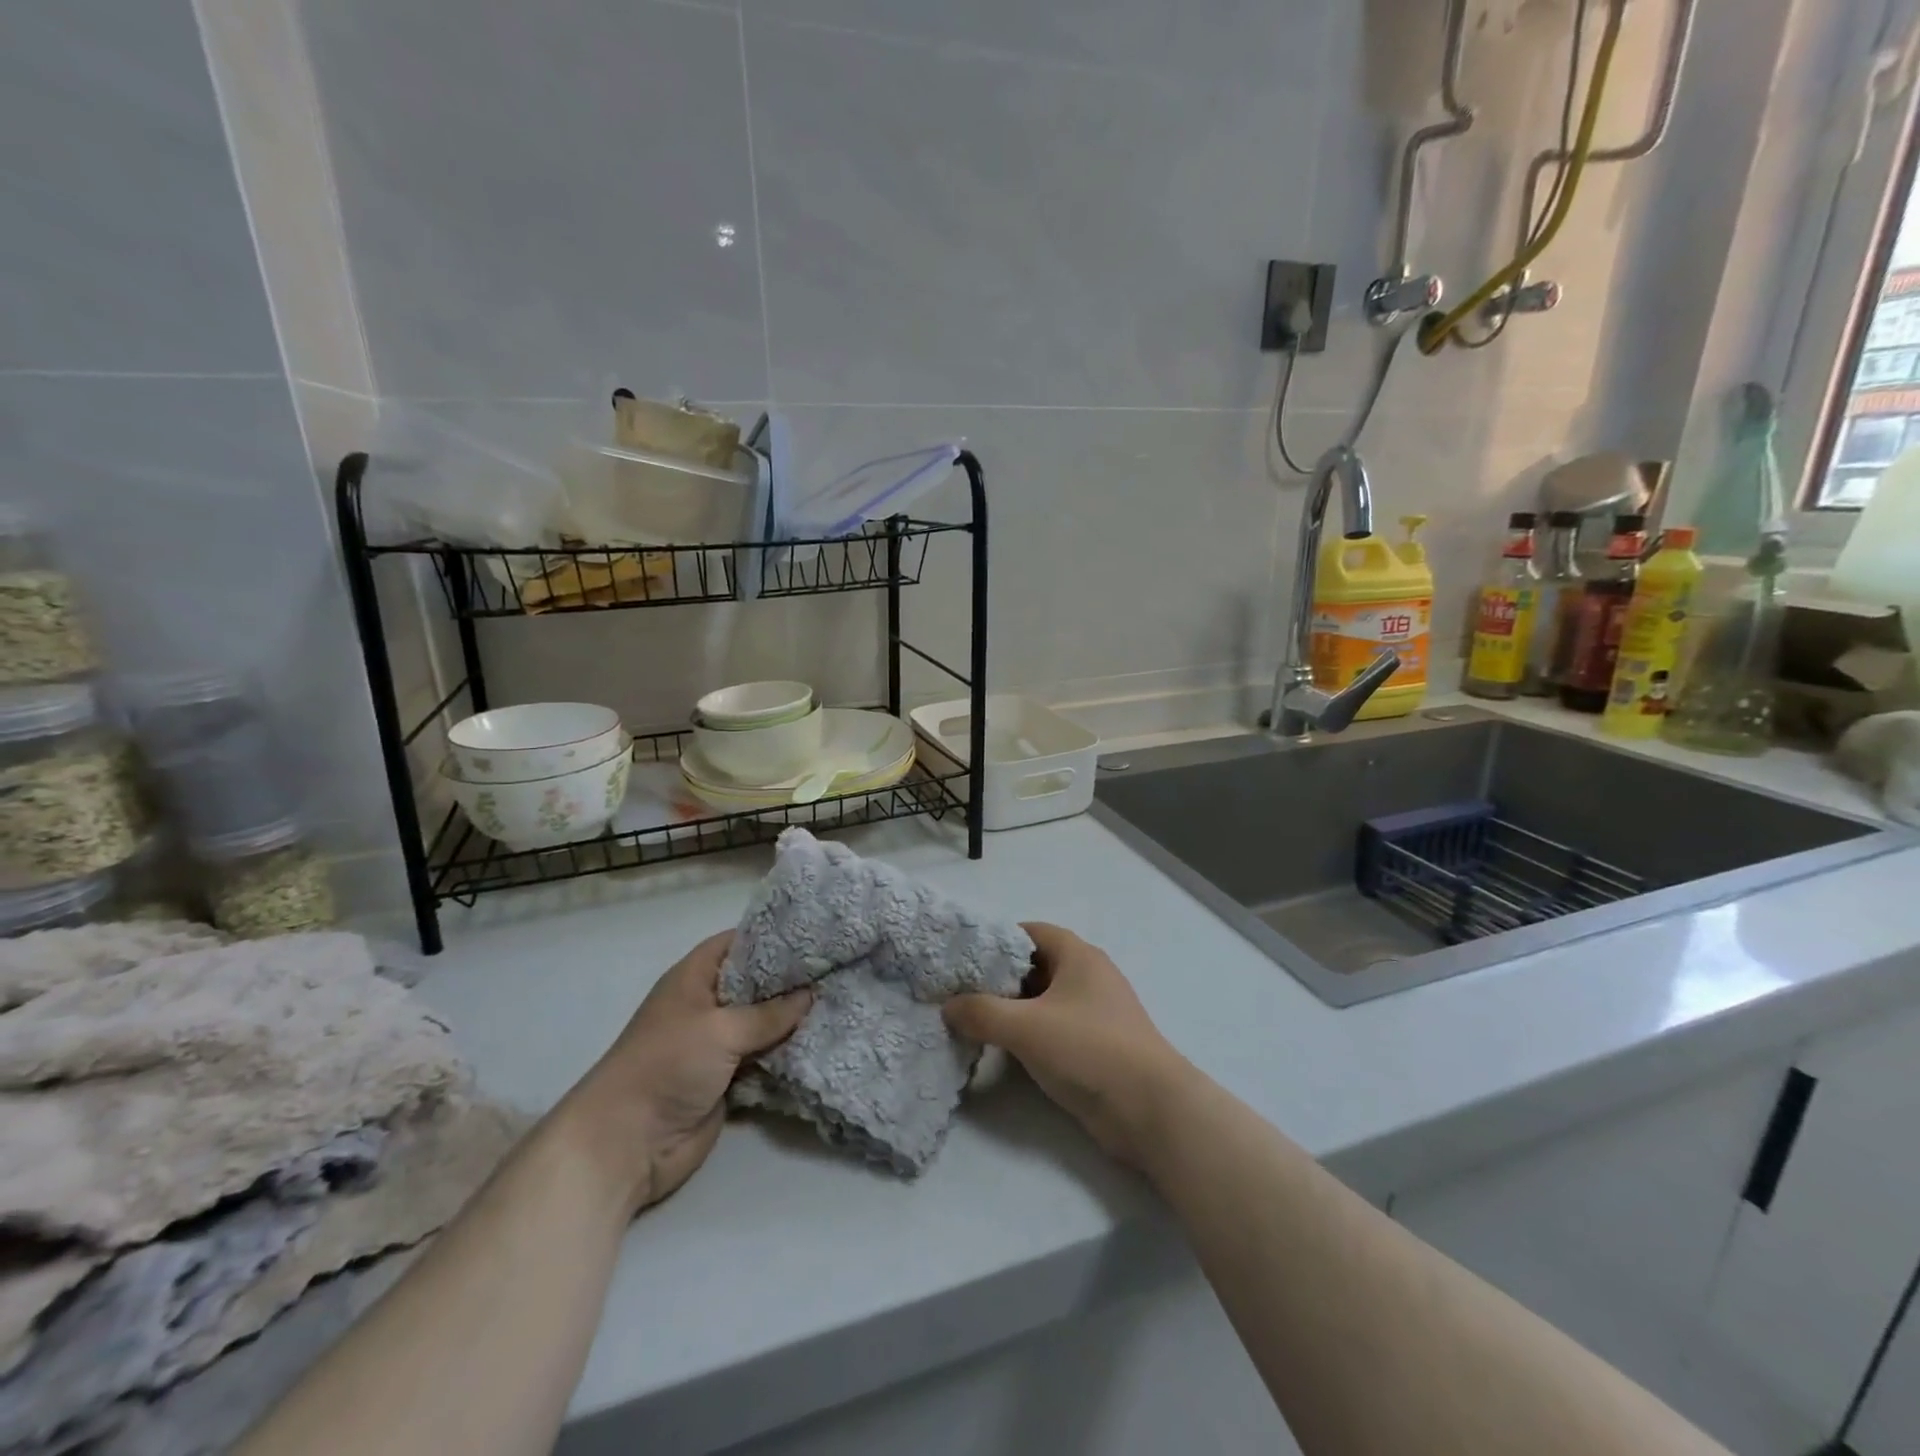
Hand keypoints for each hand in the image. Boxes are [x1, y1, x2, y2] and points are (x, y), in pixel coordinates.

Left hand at [561, 931, 810, 1212]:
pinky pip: (764, 1056)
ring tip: (839, 999)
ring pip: (763, 1022)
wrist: (628, 1143)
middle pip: (755, 983)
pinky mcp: (727, 1077)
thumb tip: (811, 993)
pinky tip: (822, 1040)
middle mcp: (707, 1004)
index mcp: (695, 978)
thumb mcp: (721, 1030)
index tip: (814, 934)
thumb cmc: (667, 1065)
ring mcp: (717, 1042)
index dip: (772, 936)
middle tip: (836, 967)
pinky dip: (787, 1052)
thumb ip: (769, 1013)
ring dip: (793, 1019)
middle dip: (791, 979)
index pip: (738, 942)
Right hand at [943, 923, 1190, 1168]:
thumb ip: (981, 1013)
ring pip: (1044, 999)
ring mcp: (1095, 1011)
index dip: (996, 941)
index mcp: (1078, 955)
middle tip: (960, 991)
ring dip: (1012, 1008)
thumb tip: (947, 1006)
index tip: (963, 958)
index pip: (1030, 932)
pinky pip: (1054, 1027)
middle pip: (1035, 965)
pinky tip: (1003, 1048)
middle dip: (999, 977)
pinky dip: (1029, 1032)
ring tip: (972, 1019)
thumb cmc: (1089, 1050)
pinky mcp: (1096, 1044)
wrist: (1150, 1110)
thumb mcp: (1026, 1028)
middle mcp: (1088, 975)